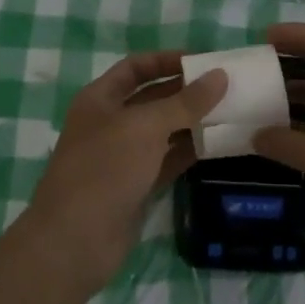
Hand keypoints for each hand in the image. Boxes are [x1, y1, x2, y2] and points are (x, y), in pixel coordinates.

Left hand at [22, 52, 225, 295]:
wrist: (74, 242)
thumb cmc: (104, 169)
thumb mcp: (146, 127)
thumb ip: (185, 102)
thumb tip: (220, 76)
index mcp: (100, 99)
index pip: (136, 67)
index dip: (166, 60)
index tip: (202, 61)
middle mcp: (110, 123)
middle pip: (152, 98)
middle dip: (185, 92)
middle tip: (226, 87)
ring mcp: (123, 157)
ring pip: (162, 131)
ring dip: (191, 122)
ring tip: (230, 113)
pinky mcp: (136, 186)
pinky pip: (167, 160)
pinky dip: (189, 152)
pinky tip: (218, 145)